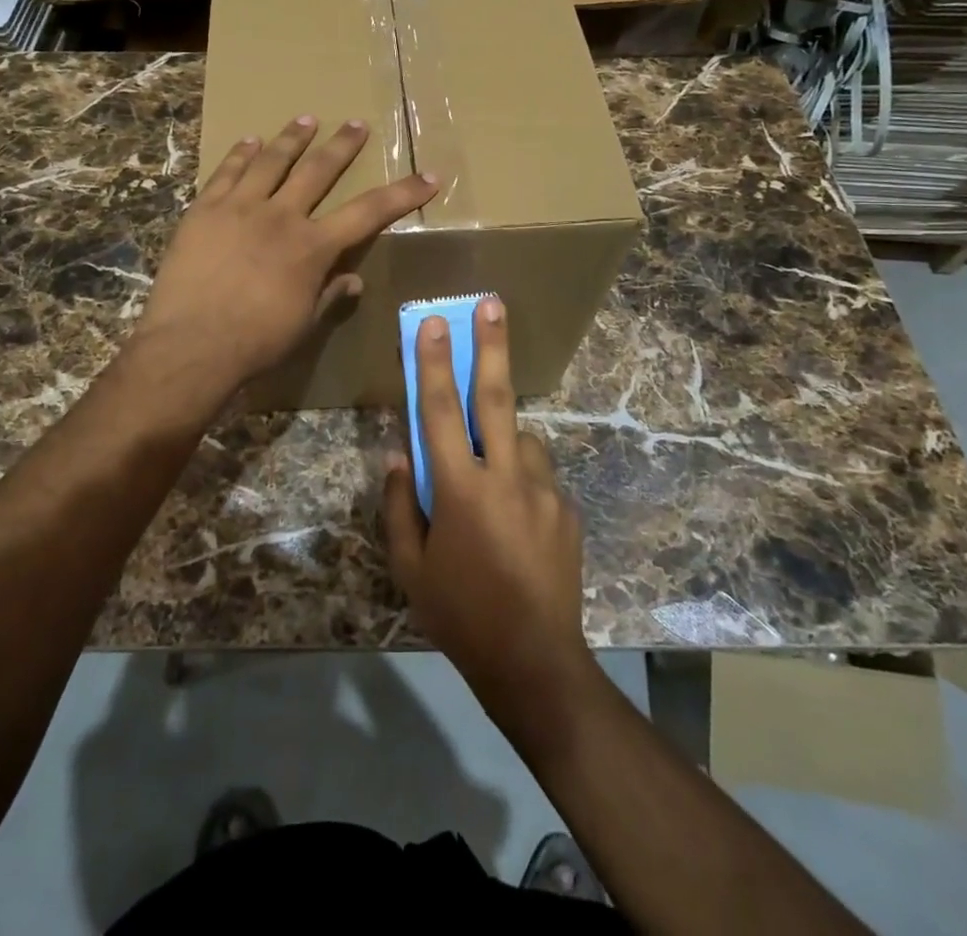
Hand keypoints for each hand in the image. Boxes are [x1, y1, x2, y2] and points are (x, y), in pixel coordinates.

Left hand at [135, 115, 434, 404]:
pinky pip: (226, 172)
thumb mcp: (303, 324)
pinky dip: (240, 154)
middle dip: (342, 146)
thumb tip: (353, 280)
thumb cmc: (255, 342)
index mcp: (313, 247)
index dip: (402, 194)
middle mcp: (282, 217)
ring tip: (306, 119)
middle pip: (319, 170)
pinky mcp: (204, 210)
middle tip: (356, 124)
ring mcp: (240, 208)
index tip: (428, 176)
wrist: (191, 345)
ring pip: (272, 161)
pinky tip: (249, 141)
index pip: (369, 212)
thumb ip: (329, 295)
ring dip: (292, 138)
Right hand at [383, 298, 593, 733]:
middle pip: (495, 398)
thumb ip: (400, 505)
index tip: (433, 323)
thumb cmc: (460, 615)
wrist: (535, 662)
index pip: (439, 412)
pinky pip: (539, 476)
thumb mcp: (410, 567)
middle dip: (492, 346)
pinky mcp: (568, 509)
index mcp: (460, 490)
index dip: (432, 364)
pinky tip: (516, 519)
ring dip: (503, 437)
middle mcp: (506, 477)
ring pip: (521, 439)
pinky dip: (521, 477)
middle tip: (493, 304)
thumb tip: (398, 455)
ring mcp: (544, 491)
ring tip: (492, 476)